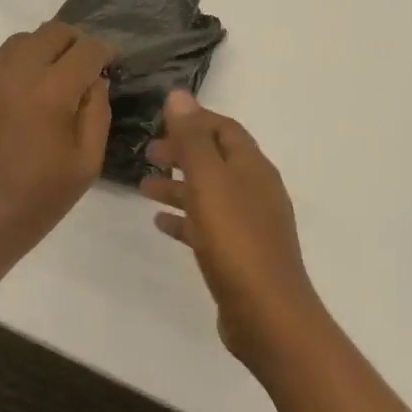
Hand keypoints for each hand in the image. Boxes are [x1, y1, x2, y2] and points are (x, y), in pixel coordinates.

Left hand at [0, 21, 113, 281]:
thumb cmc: (35, 202)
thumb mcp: (86, 164)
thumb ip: (97, 113)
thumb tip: (96, 80)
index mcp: (51, 92)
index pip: (87, 49)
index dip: (105, 52)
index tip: (111, 62)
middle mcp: (15, 73)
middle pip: (53, 32)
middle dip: (75, 44)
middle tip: (83, 68)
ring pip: (21, 41)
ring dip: (42, 51)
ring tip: (48, 79)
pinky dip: (9, 65)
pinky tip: (13, 92)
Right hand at [142, 90, 325, 370]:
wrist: (268, 315)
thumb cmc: (236, 240)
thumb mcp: (209, 182)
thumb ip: (192, 139)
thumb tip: (179, 95)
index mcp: (252, 167)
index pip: (224, 129)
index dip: (194, 120)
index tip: (160, 121)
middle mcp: (255, 189)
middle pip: (216, 159)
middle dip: (183, 152)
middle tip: (148, 153)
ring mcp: (251, 224)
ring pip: (210, 193)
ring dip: (179, 186)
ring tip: (143, 187)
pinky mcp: (241, 254)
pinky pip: (209, 225)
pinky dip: (186, 218)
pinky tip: (160, 223)